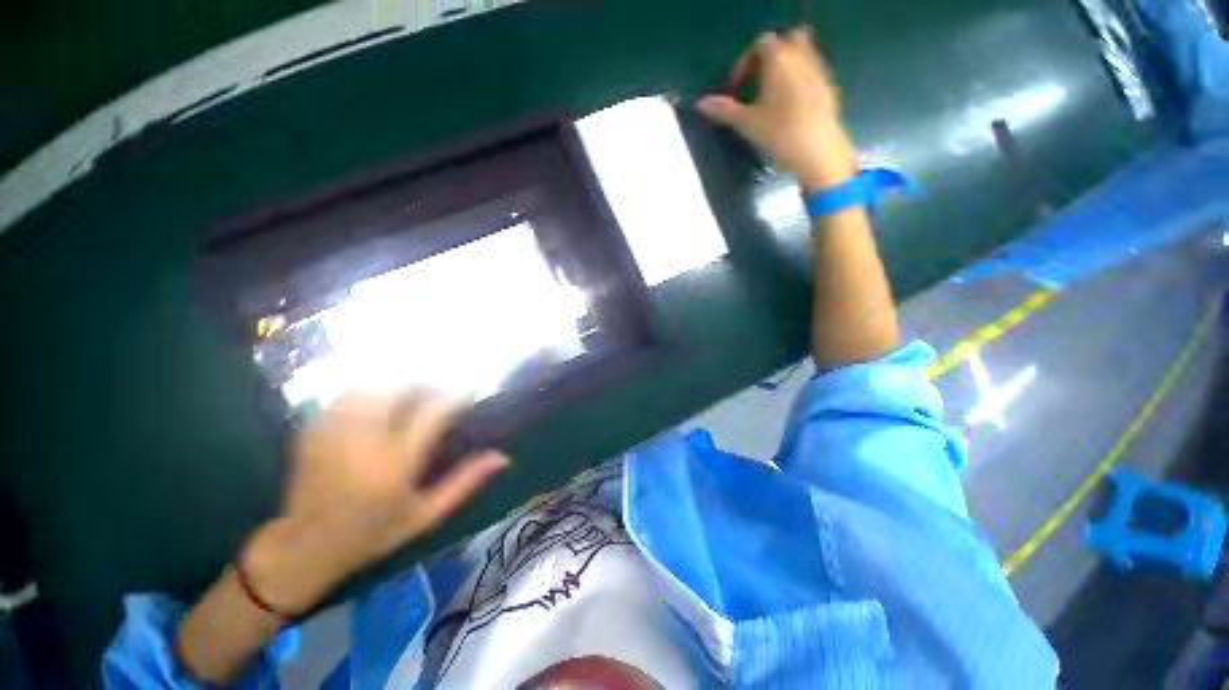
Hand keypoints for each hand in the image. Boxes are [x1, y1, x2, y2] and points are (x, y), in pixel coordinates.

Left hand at [241, 391, 509, 615]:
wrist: (303, 548)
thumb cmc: (372, 536)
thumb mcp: (426, 516)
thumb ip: (465, 482)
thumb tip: (502, 457)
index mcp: (395, 465)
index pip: (433, 413)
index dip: (457, 394)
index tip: (472, 388)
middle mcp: (364, 442)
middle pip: (398, 387)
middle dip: (426, 380)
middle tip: (441, 389)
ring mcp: (333, 432)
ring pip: (370, 383)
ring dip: (398, 380)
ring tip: (413, 391)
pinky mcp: (313, 429)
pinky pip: (346, 392)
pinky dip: (370, 387)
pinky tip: (381, 398)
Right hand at [697, 28, 857, 191]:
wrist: (817, 148)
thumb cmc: (779, 132)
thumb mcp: (747, 123)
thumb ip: (724, 110)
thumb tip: (700, 104)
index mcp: (779, 59)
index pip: (760, 44)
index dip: (744, 63)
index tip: (737, 88)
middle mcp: (801, 55)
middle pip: (786, 39)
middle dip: (771, 55)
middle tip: (759, 81)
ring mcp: (818, 68)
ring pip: (803, 51)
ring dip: (787, 65)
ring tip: (774, 94)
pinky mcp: (828, 84)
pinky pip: (813, 68)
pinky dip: (800, 77)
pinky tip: (792, 105)